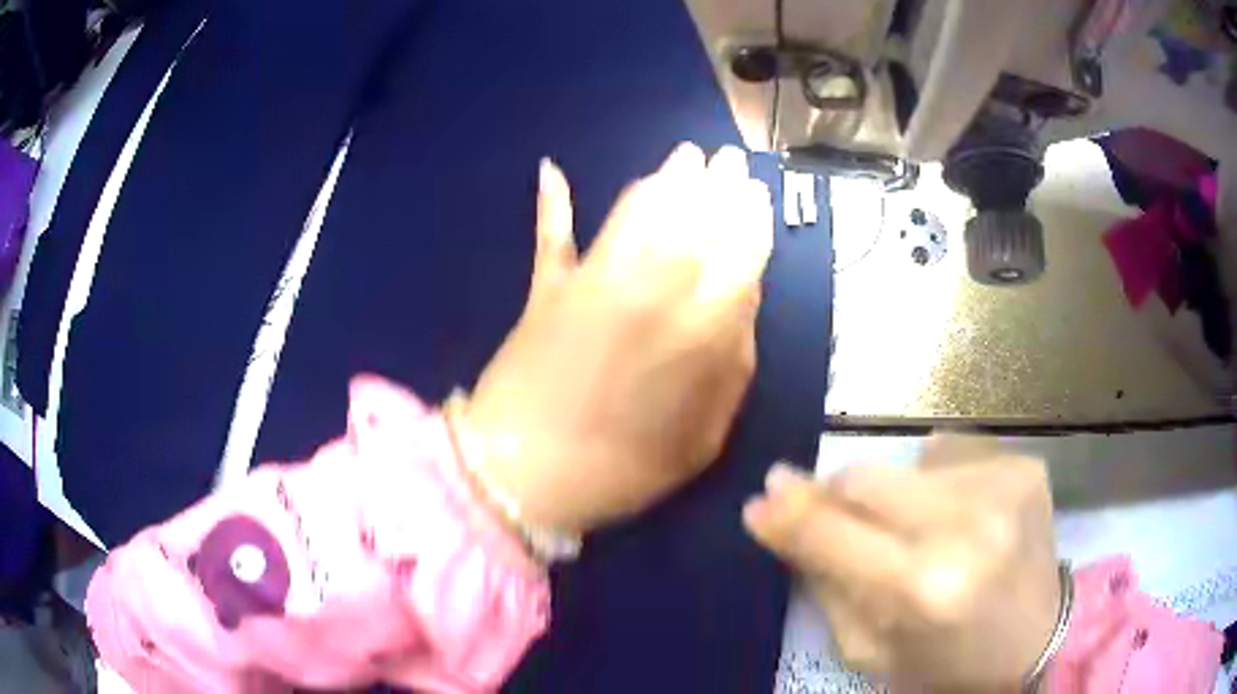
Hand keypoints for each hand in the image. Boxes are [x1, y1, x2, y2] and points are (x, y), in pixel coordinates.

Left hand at [463, 143, 772, 534]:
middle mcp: (653, 282)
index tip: (757, 194)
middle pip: (695, 216)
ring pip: (638, 210)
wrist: (524, 477)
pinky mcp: (547, 286)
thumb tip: (740, 306)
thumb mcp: (705, 437)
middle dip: (718, 183)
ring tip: (685, 156)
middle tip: (729, 158)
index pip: (740, 249)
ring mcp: (595, 277)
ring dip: (665, 177)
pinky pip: (552, 233)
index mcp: (702, 323)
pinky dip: (551, 201)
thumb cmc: (625, 470)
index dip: (750, 216)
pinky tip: (551, 168)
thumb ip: (733, 366)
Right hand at [743, 436, 1060, 689]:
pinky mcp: (1025, 465)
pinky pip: (953, 451)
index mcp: (922, 589)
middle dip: (838, 496)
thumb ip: (825, 581)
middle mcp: (966, 526)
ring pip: (908, 461)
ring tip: (923, 533)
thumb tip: (779, 515)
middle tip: (836, 516)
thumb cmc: (946, 664)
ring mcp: (1003, 485)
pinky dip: (941, 481)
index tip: (761, 498)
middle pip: (866, 478)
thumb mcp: (870, 649)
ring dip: (897, 496)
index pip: (831, 531)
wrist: (1038, 642)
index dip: (788, 511)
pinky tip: (963, 515)